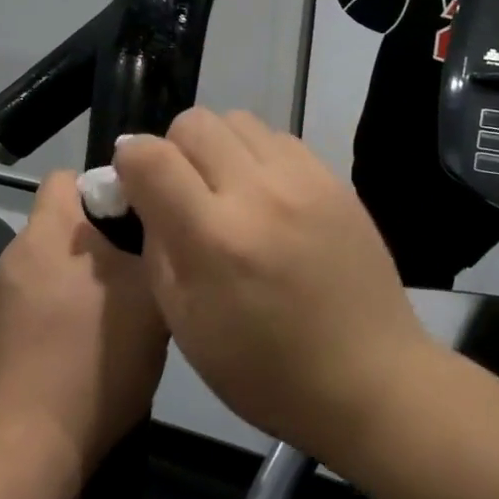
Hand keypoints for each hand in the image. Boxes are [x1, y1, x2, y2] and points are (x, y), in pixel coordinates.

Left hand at [0, 172, 169, 493]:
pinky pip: (33, 301)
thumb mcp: (149, 297)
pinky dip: (56, 309)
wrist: (30, 446)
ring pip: (50, 265)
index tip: (137, 220)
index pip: (67, 177)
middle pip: (61, 223)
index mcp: (48, 233)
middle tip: (135, 270)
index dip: (104, 188)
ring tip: (113, 313)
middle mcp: (16, 254)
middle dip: (98, 239)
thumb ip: (153, 247)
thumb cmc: (95, 360)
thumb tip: (153, 224)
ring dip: (78, 277)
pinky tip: (81, 346)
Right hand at [113, 109, 431, 460]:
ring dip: (217, 147)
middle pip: (193, 122)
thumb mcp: (185, 324)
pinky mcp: (334, 179)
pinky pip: (278, 137)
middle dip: (172, 148)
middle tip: (182, 190)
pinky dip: (257, 155)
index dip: (129, 162)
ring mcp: (303, 179)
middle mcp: (258, 192)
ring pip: (237, 119)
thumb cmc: (265, 370)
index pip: (150, 156)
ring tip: (226, 190)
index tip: (134, 185)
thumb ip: (156, 248)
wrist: (370, 378)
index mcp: (214, 237)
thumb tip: (144, 196)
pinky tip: (266, 196)